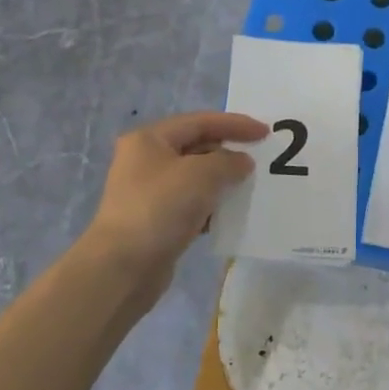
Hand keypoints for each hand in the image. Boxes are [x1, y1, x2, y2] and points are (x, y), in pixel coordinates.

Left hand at [86, 112, 267, 269]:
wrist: (123, 267)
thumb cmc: (160, 208)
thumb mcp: (201, 175)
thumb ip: (229, 162)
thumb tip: (241, 163)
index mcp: (149, 139)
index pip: (200, 122)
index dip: (235, 124)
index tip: (265, 133)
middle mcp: (145, 160)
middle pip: (196, 147)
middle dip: (228, 152)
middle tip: (260, 160)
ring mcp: (148, 192)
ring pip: (195, 178)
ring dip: (222, 181)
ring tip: (250, 187)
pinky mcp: (155, 220)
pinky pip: (191, 204)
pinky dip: (212, 205)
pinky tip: (230, 215)